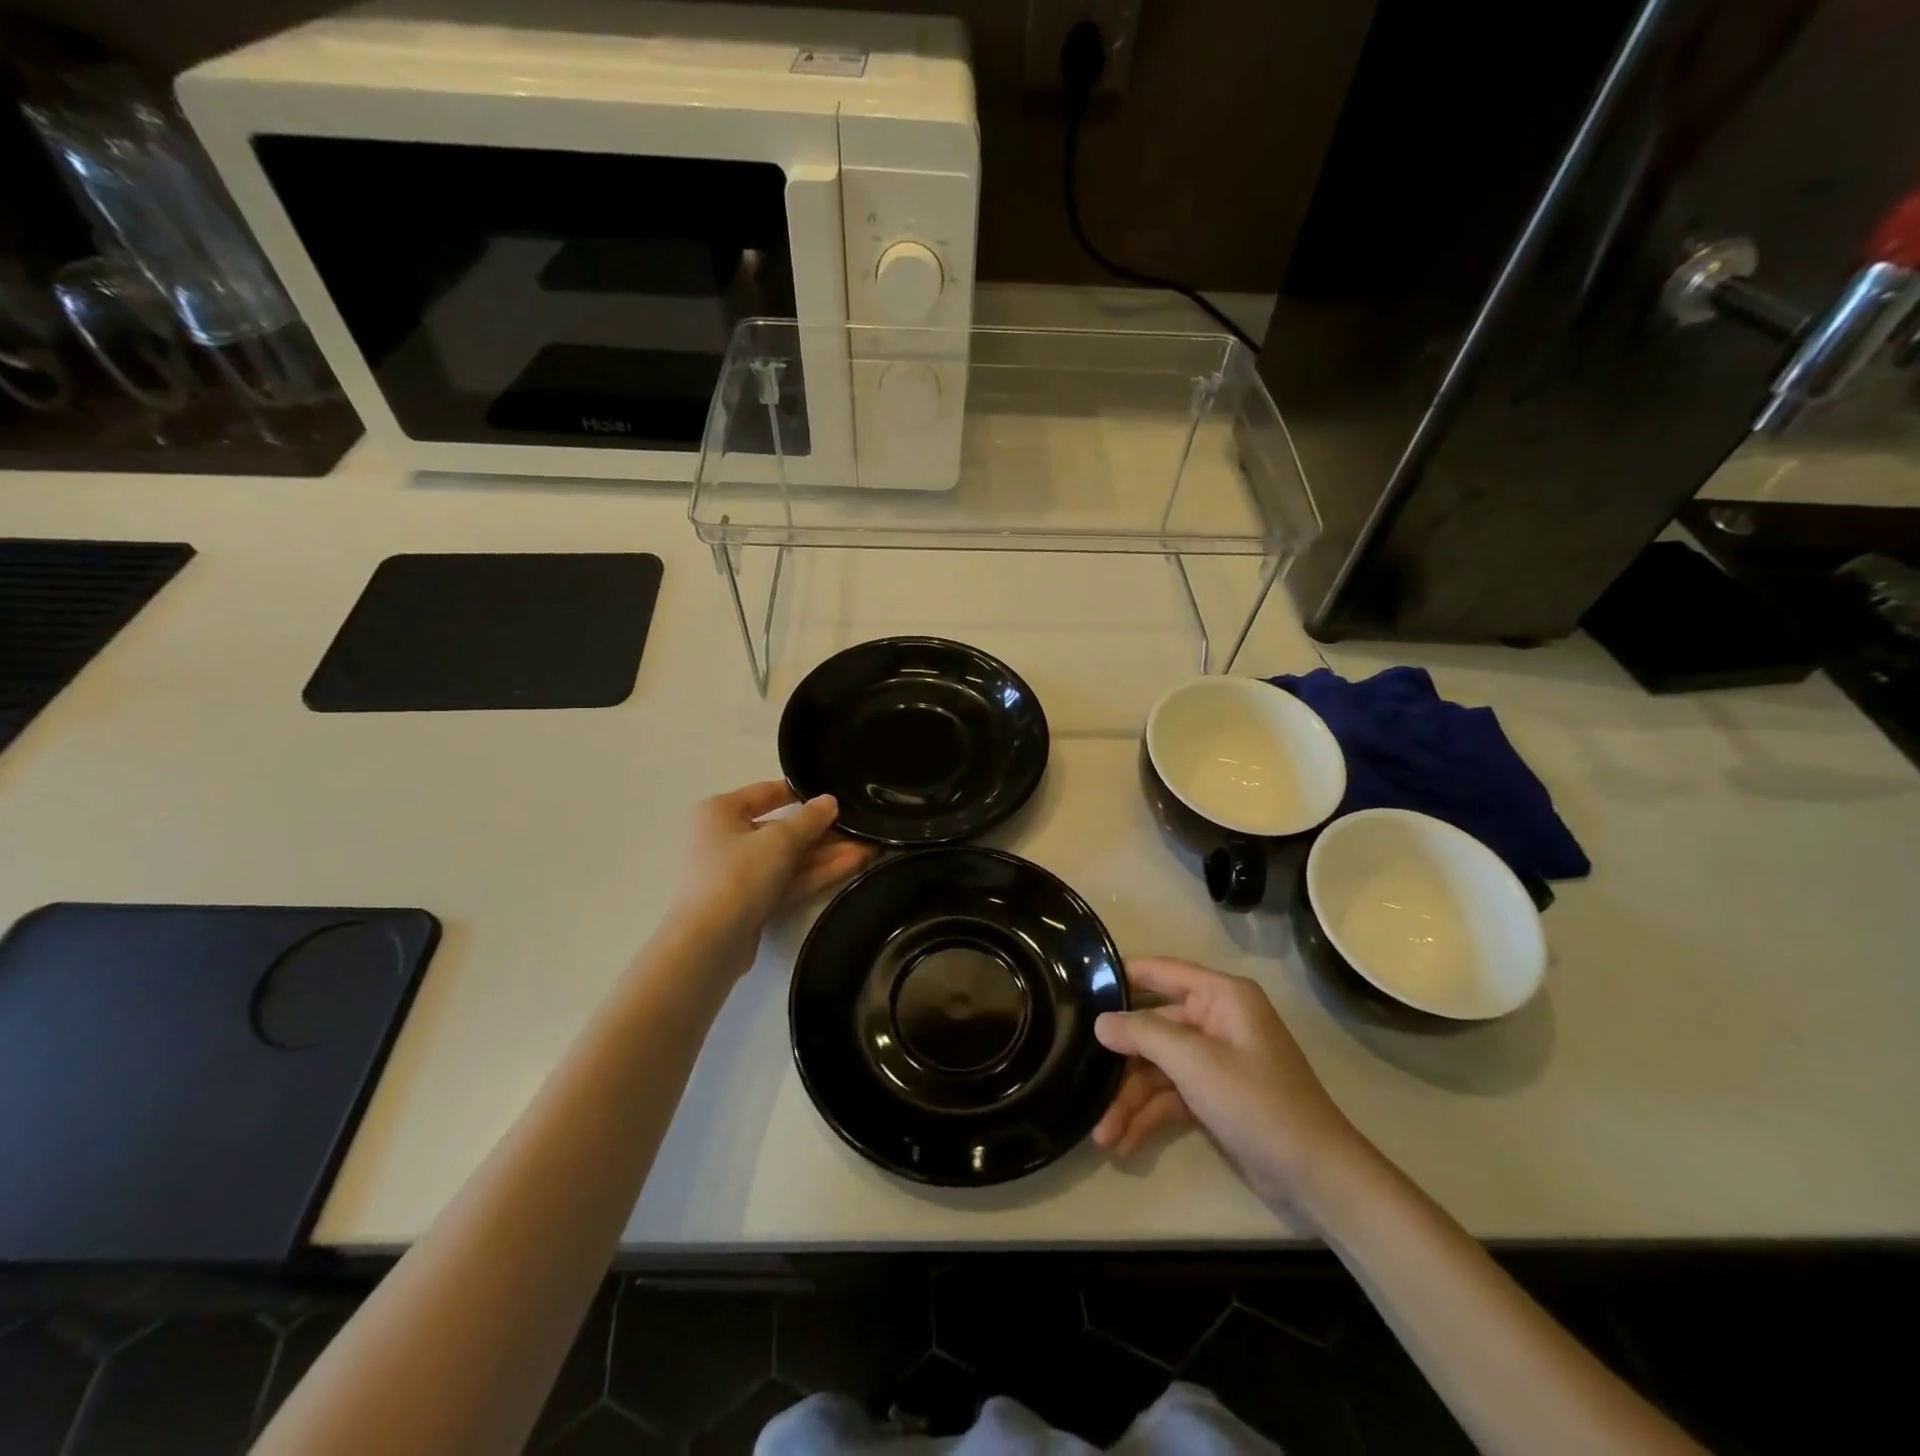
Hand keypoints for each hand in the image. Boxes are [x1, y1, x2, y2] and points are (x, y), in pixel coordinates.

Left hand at [670, 782, 872, 977]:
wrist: (709, 944)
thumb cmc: (737, 875)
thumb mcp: (779, 840)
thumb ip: (809, 819)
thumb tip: (829, 801)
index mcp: (719, 812)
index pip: (765, 793)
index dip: (801, 793)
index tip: (835, 795)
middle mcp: (724, 839)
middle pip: (781, 830)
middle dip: (823, 832)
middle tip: (861, 830)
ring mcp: (737, 874)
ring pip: (788, 859)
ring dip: (826, 855)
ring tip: (869, 850)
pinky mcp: (751, 903)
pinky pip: (787, 881)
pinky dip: (815, 874)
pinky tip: (853, 866)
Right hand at [1092, 957, 1367, 1213]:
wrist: (1316, 1177)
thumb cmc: (1257, 1102)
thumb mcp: (1195, 1062)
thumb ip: (1143, 1034)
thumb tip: (1100, 1022)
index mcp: (1221, 996)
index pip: (1161, 972)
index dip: (1122, 977)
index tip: (1080, 986)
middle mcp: (1216, 1020)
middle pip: (1153, 1029)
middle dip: (1120, 1062)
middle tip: (1082, 1079)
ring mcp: (1215, 1061)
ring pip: (1157, 1068)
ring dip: (1129, 1100)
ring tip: (1102, 1136)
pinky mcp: (1214, 1096)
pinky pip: (1170, 1096)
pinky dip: (1148, 1117)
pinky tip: (1124, 1144)